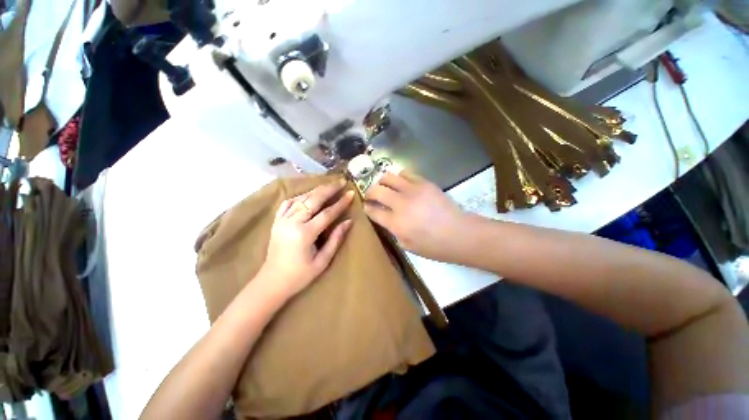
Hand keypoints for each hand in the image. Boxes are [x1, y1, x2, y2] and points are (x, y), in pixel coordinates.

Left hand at [259, 180, 353, 298]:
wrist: (272, 281)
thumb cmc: (300, 275)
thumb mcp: (322, 260)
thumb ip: (335, 239)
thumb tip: (348, 222)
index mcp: (304, 234)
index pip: (327, 213)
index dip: (340, 203)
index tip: (351, 194)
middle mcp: (292, 223)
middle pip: (313, 200)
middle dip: (329, 189)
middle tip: (341, 181)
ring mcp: (282, 220)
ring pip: (301, 198)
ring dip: (316, 190)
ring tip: (329, 185)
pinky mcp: (276, 221)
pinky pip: (288, 203)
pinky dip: (300, 196)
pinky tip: (308, 194)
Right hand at [364, 171, 472, 262]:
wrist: (460, 234)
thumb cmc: (434, 246)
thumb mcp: (408, 245)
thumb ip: (393, 231)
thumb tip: (387, 219)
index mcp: (396, 223)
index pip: (373, 210)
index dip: (367, 207)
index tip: (366, 206)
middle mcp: (400, 204)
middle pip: (376, 190)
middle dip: (369, 192)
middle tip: (371, 195)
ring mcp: (413, 191)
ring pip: (388, 177)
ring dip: (382, 182)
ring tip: (386, 187)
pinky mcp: (424, 183)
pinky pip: (406, 173)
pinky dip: (400, 178)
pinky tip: (403, 184)